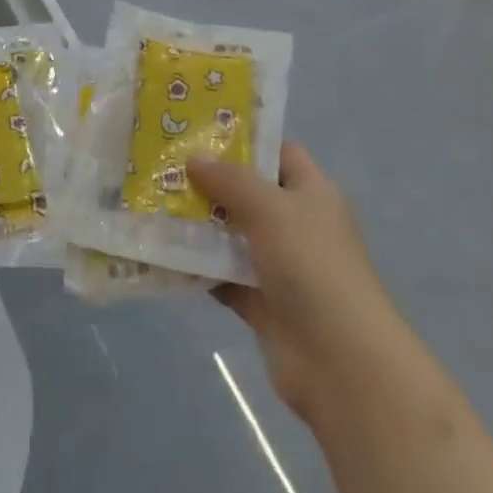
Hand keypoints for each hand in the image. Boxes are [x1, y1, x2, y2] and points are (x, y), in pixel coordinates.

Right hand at [189, 144, 404, 423]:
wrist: (340, 362)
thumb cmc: (311, 266)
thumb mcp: (271, 209)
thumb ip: (230, 180)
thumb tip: (194, 158)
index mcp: (312, 192)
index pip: (277, 152)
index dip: (243, 139)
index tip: (197, 130)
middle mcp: (297, 224)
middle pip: (249, 193)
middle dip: (209, 182)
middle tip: (162, 166)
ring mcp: (280, 266)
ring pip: (233, 236)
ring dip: (199, 226)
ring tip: (153, 204)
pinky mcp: (263, 303)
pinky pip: (225, 276)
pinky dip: (200, 268)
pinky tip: (163, 254)